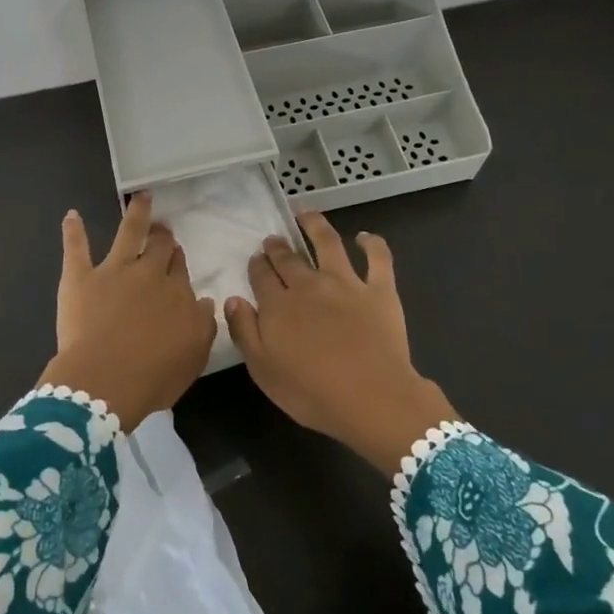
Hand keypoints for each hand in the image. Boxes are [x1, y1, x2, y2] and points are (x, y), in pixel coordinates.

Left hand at [39, 191, 217, 428]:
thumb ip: (203, 325)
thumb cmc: (153, 377)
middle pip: (159, 248)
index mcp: (176, 295)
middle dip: (163, 235)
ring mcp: (113, 271)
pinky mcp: (81, 277)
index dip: (177, 260)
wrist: (105, 381)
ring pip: (128, 233)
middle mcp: (148, 275)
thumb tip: (205, 301)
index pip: (179, 271)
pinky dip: (73, 231)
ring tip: (140, 197)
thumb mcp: (193, 357)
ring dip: (136, 213)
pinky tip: (71, 215)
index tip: (176, 254)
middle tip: (163, 227)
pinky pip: (76, 248)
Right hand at [223, 211, 455, 471]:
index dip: (257, 265)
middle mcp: (309, 285)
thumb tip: (233, 299)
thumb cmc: (311, 393)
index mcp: (278, 306)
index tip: (256, 260)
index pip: (262, 276)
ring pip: (328, 243)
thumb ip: (244, 331)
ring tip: (307, 215)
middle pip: (289, 259)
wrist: (372, 399)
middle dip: (278, 247)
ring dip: (315, 225)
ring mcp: (346, 283)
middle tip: (274, 241)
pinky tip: (365, 237)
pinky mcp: (379, 290)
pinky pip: (378, 258)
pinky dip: (372, 243)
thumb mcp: (263, 370)